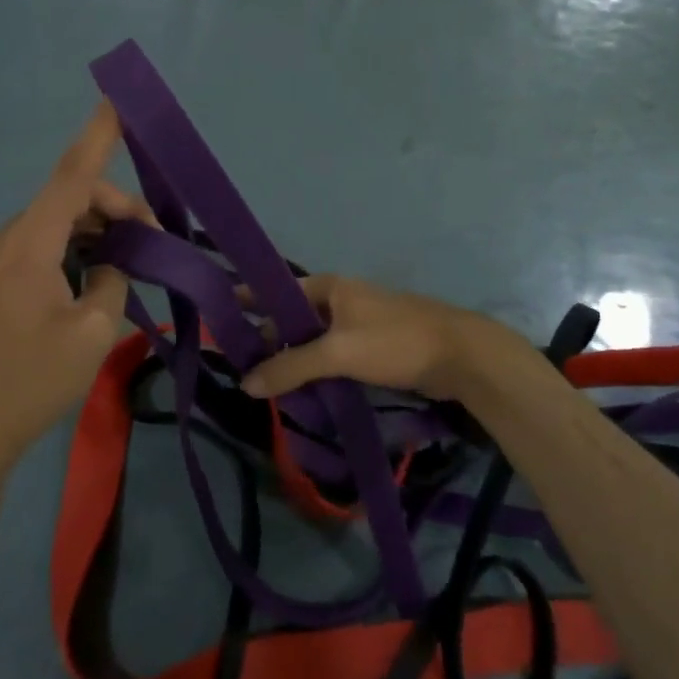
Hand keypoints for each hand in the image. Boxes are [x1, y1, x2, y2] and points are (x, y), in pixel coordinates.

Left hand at [0, 102, 152, 471]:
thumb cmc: (30, 381)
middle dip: (116, 208)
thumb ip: (111, 282)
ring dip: (97, 232)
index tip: (116, 99)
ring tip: (134, 260)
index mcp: (28, 243)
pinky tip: (98, 280)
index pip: (71, 176)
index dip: (97, 135)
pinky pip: (43, 250)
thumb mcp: (92, 332)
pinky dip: (76, 252)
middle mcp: (7, 241)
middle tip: (156, 239)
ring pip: (57, 226)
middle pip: (69, 201)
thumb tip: (110, 265)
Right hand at [238, 274, 521, 403]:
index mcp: (329, 287)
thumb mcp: (338, 352)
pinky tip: (301, 391)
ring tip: (263, 384)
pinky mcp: (371, 348)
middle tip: (239, 367)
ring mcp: (356, 324)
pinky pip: (331, 357)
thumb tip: (246, 383)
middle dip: (268, 340)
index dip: (248, 301)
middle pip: (292, 319)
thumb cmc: (395, 341)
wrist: (460, 355)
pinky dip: (314, 370)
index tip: (217, 314)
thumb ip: (291, 367)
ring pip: (311, 341)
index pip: (276, 290)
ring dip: (291, 360)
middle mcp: (339, 300)